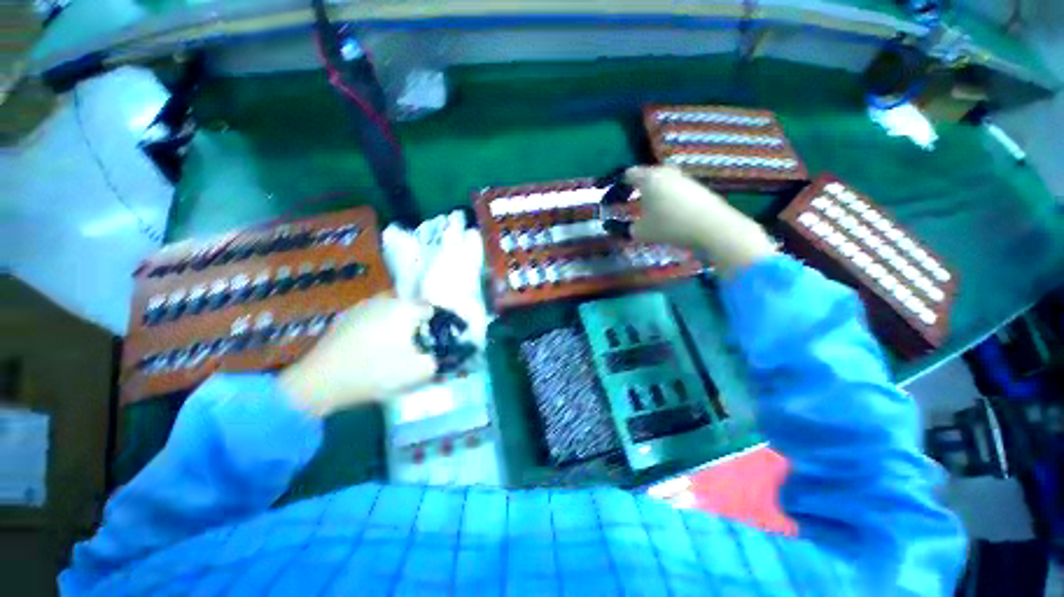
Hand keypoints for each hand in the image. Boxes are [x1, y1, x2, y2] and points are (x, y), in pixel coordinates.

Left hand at [278, 297, 436, 416]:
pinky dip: (376, 328)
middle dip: (414, 322)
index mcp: (404, 308)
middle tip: (413, 344)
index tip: (431, 341)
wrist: (320, 382)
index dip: (434, 325)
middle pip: (409, 307)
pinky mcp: (344, 318)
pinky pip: (371, 318)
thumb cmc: (375, 371)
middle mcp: (384, 300)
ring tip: (392, 346)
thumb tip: (438, 356)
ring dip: (395, 324)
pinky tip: (370, 348)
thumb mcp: (418, 371)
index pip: (430, 309)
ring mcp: (361, 307)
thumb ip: (437, 360)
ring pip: (389, 311)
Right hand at [626, 165, 776, 276]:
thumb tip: (632, 227)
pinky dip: (670, 197)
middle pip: (648, 175)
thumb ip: (632, 228)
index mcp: (648, 178)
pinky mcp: (697, 186)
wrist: (710, 225)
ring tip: (653, 208)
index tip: (617, 192)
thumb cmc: (669, 225)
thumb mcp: (642, 232)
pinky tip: (671, 212)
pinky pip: (677, 188)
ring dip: (656, 192)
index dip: (621, 183)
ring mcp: (684, 177)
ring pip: (664, 181)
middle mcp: (666, 172)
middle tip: (634, 200)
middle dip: (640, 186)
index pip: (629, 174)